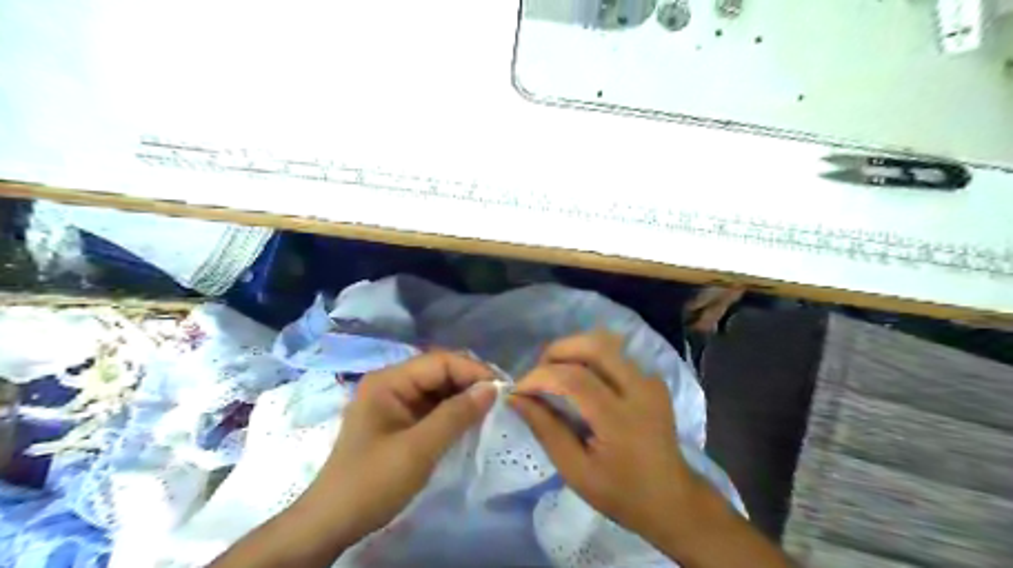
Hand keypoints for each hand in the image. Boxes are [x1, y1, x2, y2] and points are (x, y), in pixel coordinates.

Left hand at [299, 352, 497, 542]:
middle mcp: (391, 383)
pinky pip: (432, 407)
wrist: (333, 523)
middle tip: (501, 399)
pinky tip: (472, 421)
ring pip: (438, 389)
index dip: (473, 371)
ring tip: (492, 409)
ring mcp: (394, 402)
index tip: (503, 389)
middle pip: (439, 371)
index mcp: (389, 380)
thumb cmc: (372, 482)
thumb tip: (492, 389)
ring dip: (464, 397)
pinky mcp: (399, 421)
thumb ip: (456, 415)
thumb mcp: (419, 449)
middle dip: (470, 382)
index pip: (439, 362)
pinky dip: (453, 412)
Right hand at [511, 332, 700, 540]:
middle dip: (557, 351)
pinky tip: (581, 380)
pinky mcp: (653, 380)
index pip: (573, 378)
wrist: (673, 499)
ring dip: (574, 351)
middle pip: (594, 345)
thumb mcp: (575, 471)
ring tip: (555, 373)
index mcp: (620, 419)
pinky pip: (617, 355)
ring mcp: (650, 381)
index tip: (518, 390)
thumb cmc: (621, 493)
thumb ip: (545, 429)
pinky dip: (591, 358)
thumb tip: (516, 399)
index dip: (539, 377)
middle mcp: (639, 389)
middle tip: (538, 373)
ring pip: (606, 343)